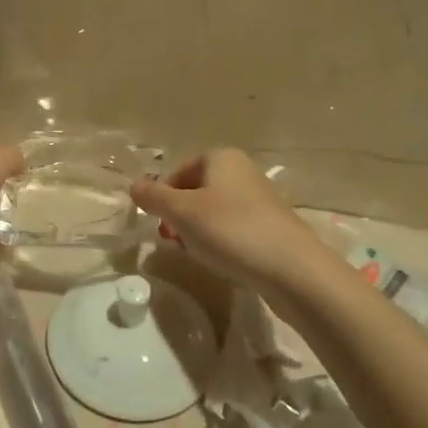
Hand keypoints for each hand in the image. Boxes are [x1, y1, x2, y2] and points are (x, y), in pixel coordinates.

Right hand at [130, 148, 322, 295]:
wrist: (294, 271)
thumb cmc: (232, 231)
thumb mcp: (182, 213)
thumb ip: (153, 197)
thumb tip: (133, 186)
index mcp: (221, 157)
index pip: (178, 172)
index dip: (163, 198)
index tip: (160, 225)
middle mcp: (242, 170)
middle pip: (195, 190)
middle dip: (180, 216)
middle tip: (174, 240)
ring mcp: (260, 199)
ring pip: (214, 211)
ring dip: (198, 230)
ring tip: (197, 253)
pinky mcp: (272, 226)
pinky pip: (234, 228)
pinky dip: (222, 241)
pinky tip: (222, 261)